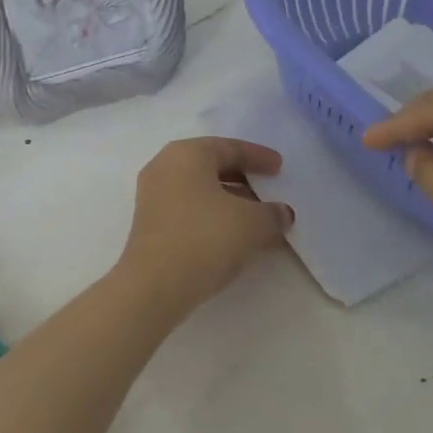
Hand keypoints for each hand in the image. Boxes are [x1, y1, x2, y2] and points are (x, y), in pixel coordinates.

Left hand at [114, 138, 292, 319]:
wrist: (155, 285)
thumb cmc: (205, 238)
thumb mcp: (252, 223)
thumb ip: (273, 214)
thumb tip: (282, 214)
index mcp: (186, 154)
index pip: (229, 147)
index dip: (258, 156)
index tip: (280, 167)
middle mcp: (164, 167)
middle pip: (211, 166)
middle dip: (243, 179)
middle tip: (269, 190)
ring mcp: (153, 197)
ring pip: (200, 190)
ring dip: (230, 202)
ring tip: (259, 218)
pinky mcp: (150, 225)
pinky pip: (189, 210)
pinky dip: (214, 217)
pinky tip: (235, 237)